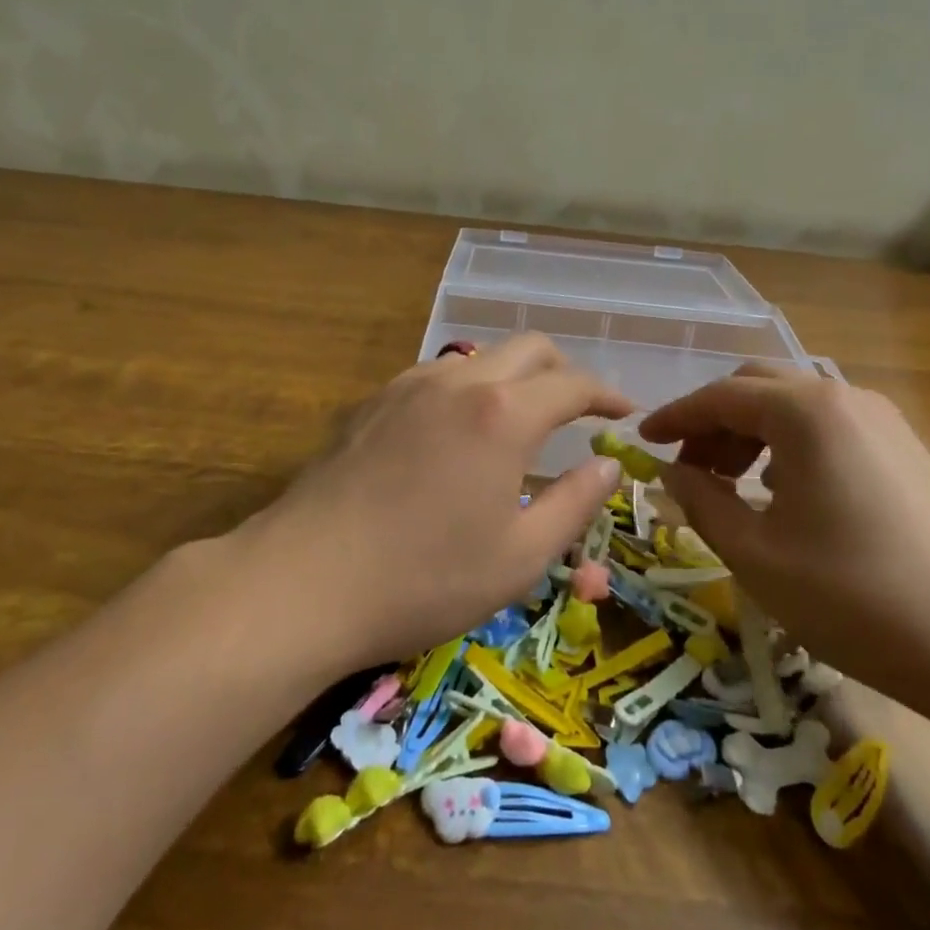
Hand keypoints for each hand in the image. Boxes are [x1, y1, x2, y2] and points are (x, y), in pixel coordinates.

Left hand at [245, 335, 632, 668]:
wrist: (305, 580)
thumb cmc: (424, 579)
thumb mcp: (519, 557)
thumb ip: (574, 503)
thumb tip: (608, 465)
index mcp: (503, 414)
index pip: (572, 383)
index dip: (607, 393)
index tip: (624, 410)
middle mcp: (457, 382)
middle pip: (527, 349)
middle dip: (563, 370)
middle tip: (579, 408)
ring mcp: (407, 386)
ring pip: (478, 358)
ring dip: (513, 376)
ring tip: (520, 418)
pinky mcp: (371, 403)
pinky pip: (436, 377)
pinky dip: (467, 389)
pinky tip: (457, 432)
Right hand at [639, 367, 929, 710]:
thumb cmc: (855, 597)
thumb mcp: (755, 554)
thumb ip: (701, 501)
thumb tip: (673, 472)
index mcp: (805, 412)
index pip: (719, 396)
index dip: (674, 416)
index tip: (643, 440)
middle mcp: (844, 398)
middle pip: (758, 387)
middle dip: (713, 420)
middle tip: (687, 467)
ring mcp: (883, 422)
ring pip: (795, 405)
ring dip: (751, 432)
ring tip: (731, 484)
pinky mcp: (907, 451)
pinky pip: (829, 428)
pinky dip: (789, 445)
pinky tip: (784, 495)